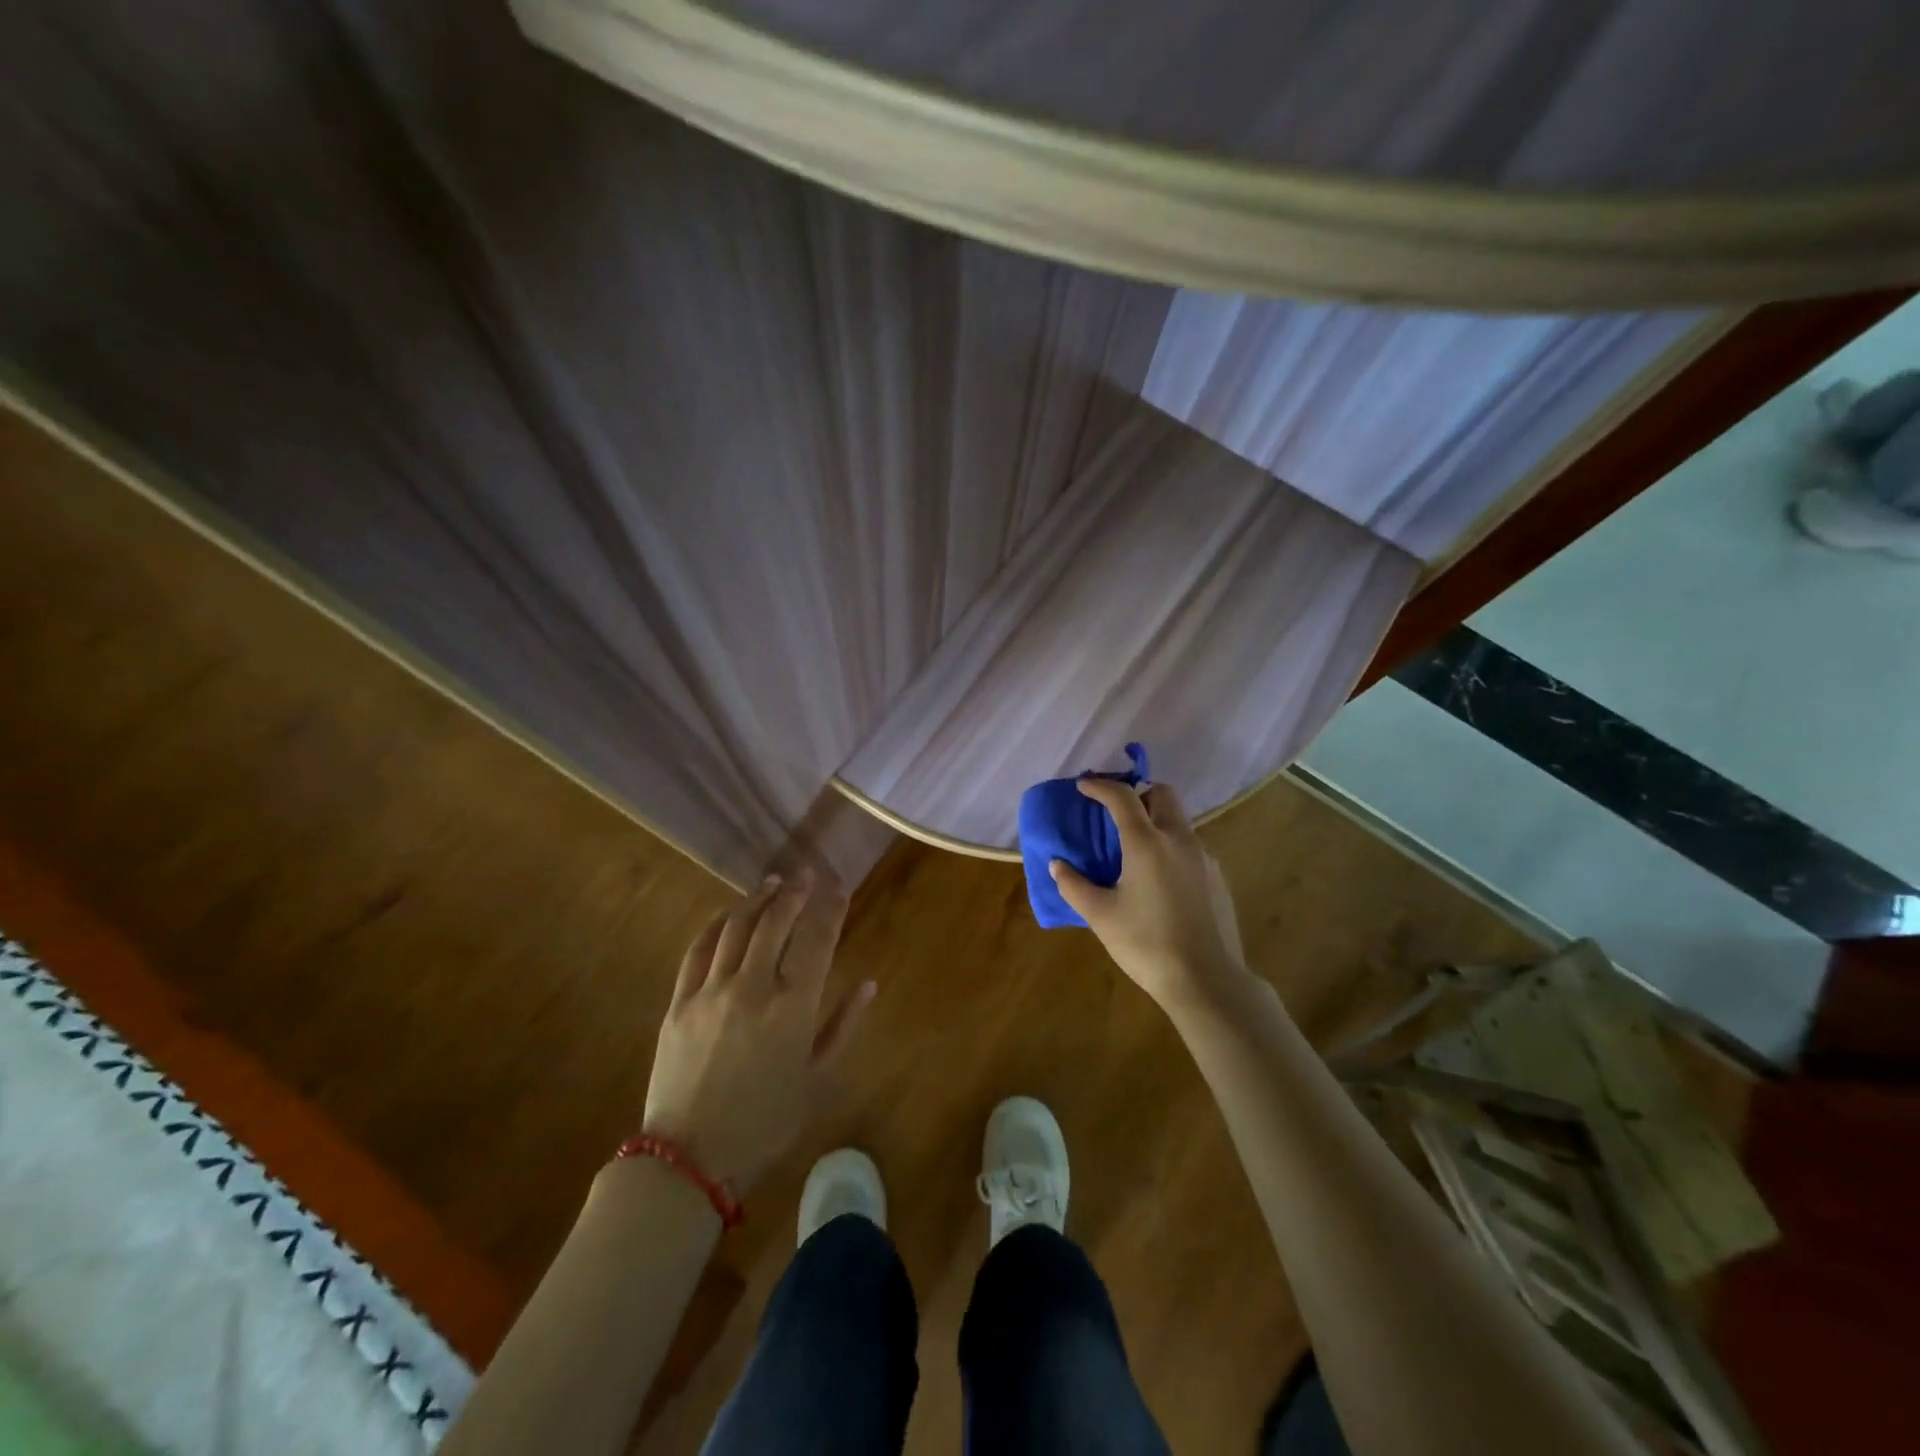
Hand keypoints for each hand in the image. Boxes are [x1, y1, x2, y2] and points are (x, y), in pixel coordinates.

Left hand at [641, 869, 874, 1193]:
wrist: (689, 1160)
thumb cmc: (766, 1123)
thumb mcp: (818, 1080)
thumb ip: (843, 1026)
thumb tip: (868, 984)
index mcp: (794, 1006)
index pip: (817, 938)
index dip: (831, 907)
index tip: (839, 887)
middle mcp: (753, 986)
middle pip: (776, 921)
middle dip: (795, 892)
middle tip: (806, 874)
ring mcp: (711, 991)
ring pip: (737, 927)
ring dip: (757, 899)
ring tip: (773, 883)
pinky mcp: (679, 1002)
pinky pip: (698, 949)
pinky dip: (717, 924)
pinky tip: (728, 914)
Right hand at [1050, 780, 1251, 1010]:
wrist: (1207, 980)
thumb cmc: (1146, 944)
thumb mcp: (1100, 916)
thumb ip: (1074, 885)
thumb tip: (1058, 865)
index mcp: (1147, 842)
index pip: (1122, 796)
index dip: (1100, 786)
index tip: (1084, 786)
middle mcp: (1179, 839)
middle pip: (1162, 794)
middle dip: (1138, 792)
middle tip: (1116, 811)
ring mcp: (1204, 857)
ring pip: (1179, 820)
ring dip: (1155, 819)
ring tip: (1134, 848)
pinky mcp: (1217, 878)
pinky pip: (1190, 847)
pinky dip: (1170, 846)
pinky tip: (1159, 879)